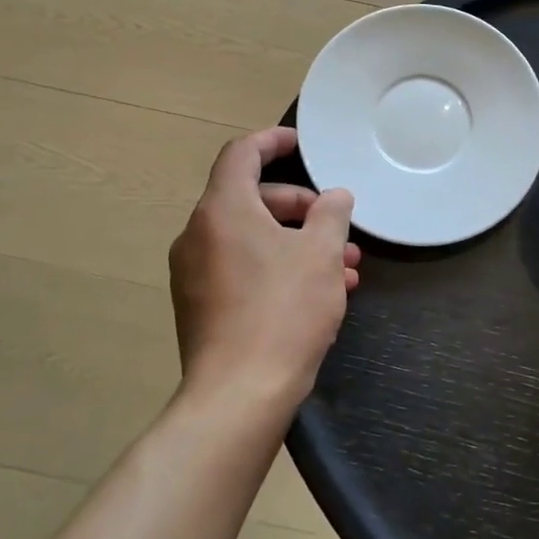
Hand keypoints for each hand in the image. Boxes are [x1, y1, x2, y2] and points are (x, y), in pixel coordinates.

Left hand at [169, 127, 359, 408]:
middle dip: (300, 206)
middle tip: (336, 223)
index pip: (241, 154)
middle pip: (250, 198)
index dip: (272, 141)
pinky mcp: (200, 306)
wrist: (238, 397)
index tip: (301, 144)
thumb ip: (331, 214)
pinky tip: (319, 294)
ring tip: (345, 266)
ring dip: (296, 242)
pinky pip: (241, 268)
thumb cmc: (283, 311)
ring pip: (251, 238)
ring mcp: (193, 273)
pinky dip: (276, 267)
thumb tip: (334, 198)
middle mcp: (198, 235)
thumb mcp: (321, 254)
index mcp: (222, 210)